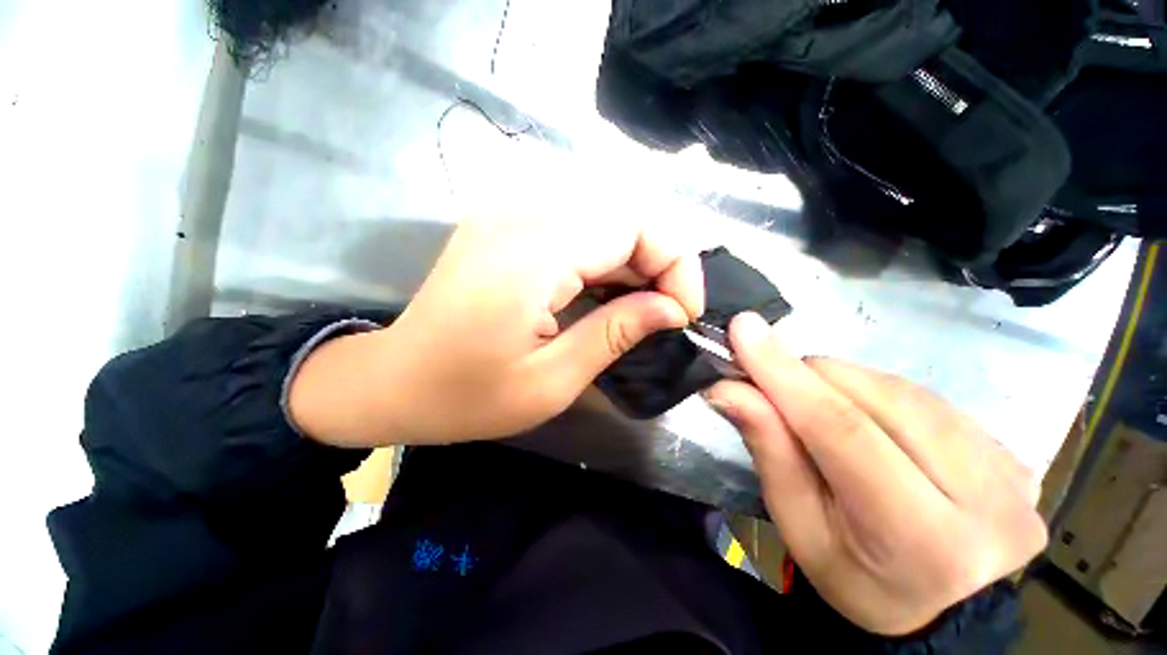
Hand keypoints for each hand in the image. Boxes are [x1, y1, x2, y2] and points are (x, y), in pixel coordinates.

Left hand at [289, 218, 704, 445]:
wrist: (391, 381)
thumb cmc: (466, 397)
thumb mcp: (551, 381)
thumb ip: (615, 334)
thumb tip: (671, 309)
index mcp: (531, 256)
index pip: (632, 226)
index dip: (673, 263)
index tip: (683, 312)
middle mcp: (519, 218)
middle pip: (619, 216)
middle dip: (657, 262)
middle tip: (665, 313)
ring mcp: (507, 216)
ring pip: (600, 220)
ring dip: (632, 261)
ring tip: (640, 307)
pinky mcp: (502, 227)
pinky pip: (574, 229)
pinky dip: (603, 257)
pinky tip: (605, 292)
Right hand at [705, 313, 1046, 635]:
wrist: (945, 610)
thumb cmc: (857, 578)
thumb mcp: (799, 525)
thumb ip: (769, 449)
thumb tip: (727, 387)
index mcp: (920, 538)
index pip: (842, 430)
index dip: (783, 373)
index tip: (742, 329)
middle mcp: (984, 498)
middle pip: (875, 397)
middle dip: (808, 375)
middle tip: (770, 380)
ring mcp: (1009, 469)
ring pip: (900, 387)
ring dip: (841, 383)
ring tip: (817, 407)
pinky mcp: (1013, 452)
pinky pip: (926, 397)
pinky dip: (876, 393)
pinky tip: (866, 417)